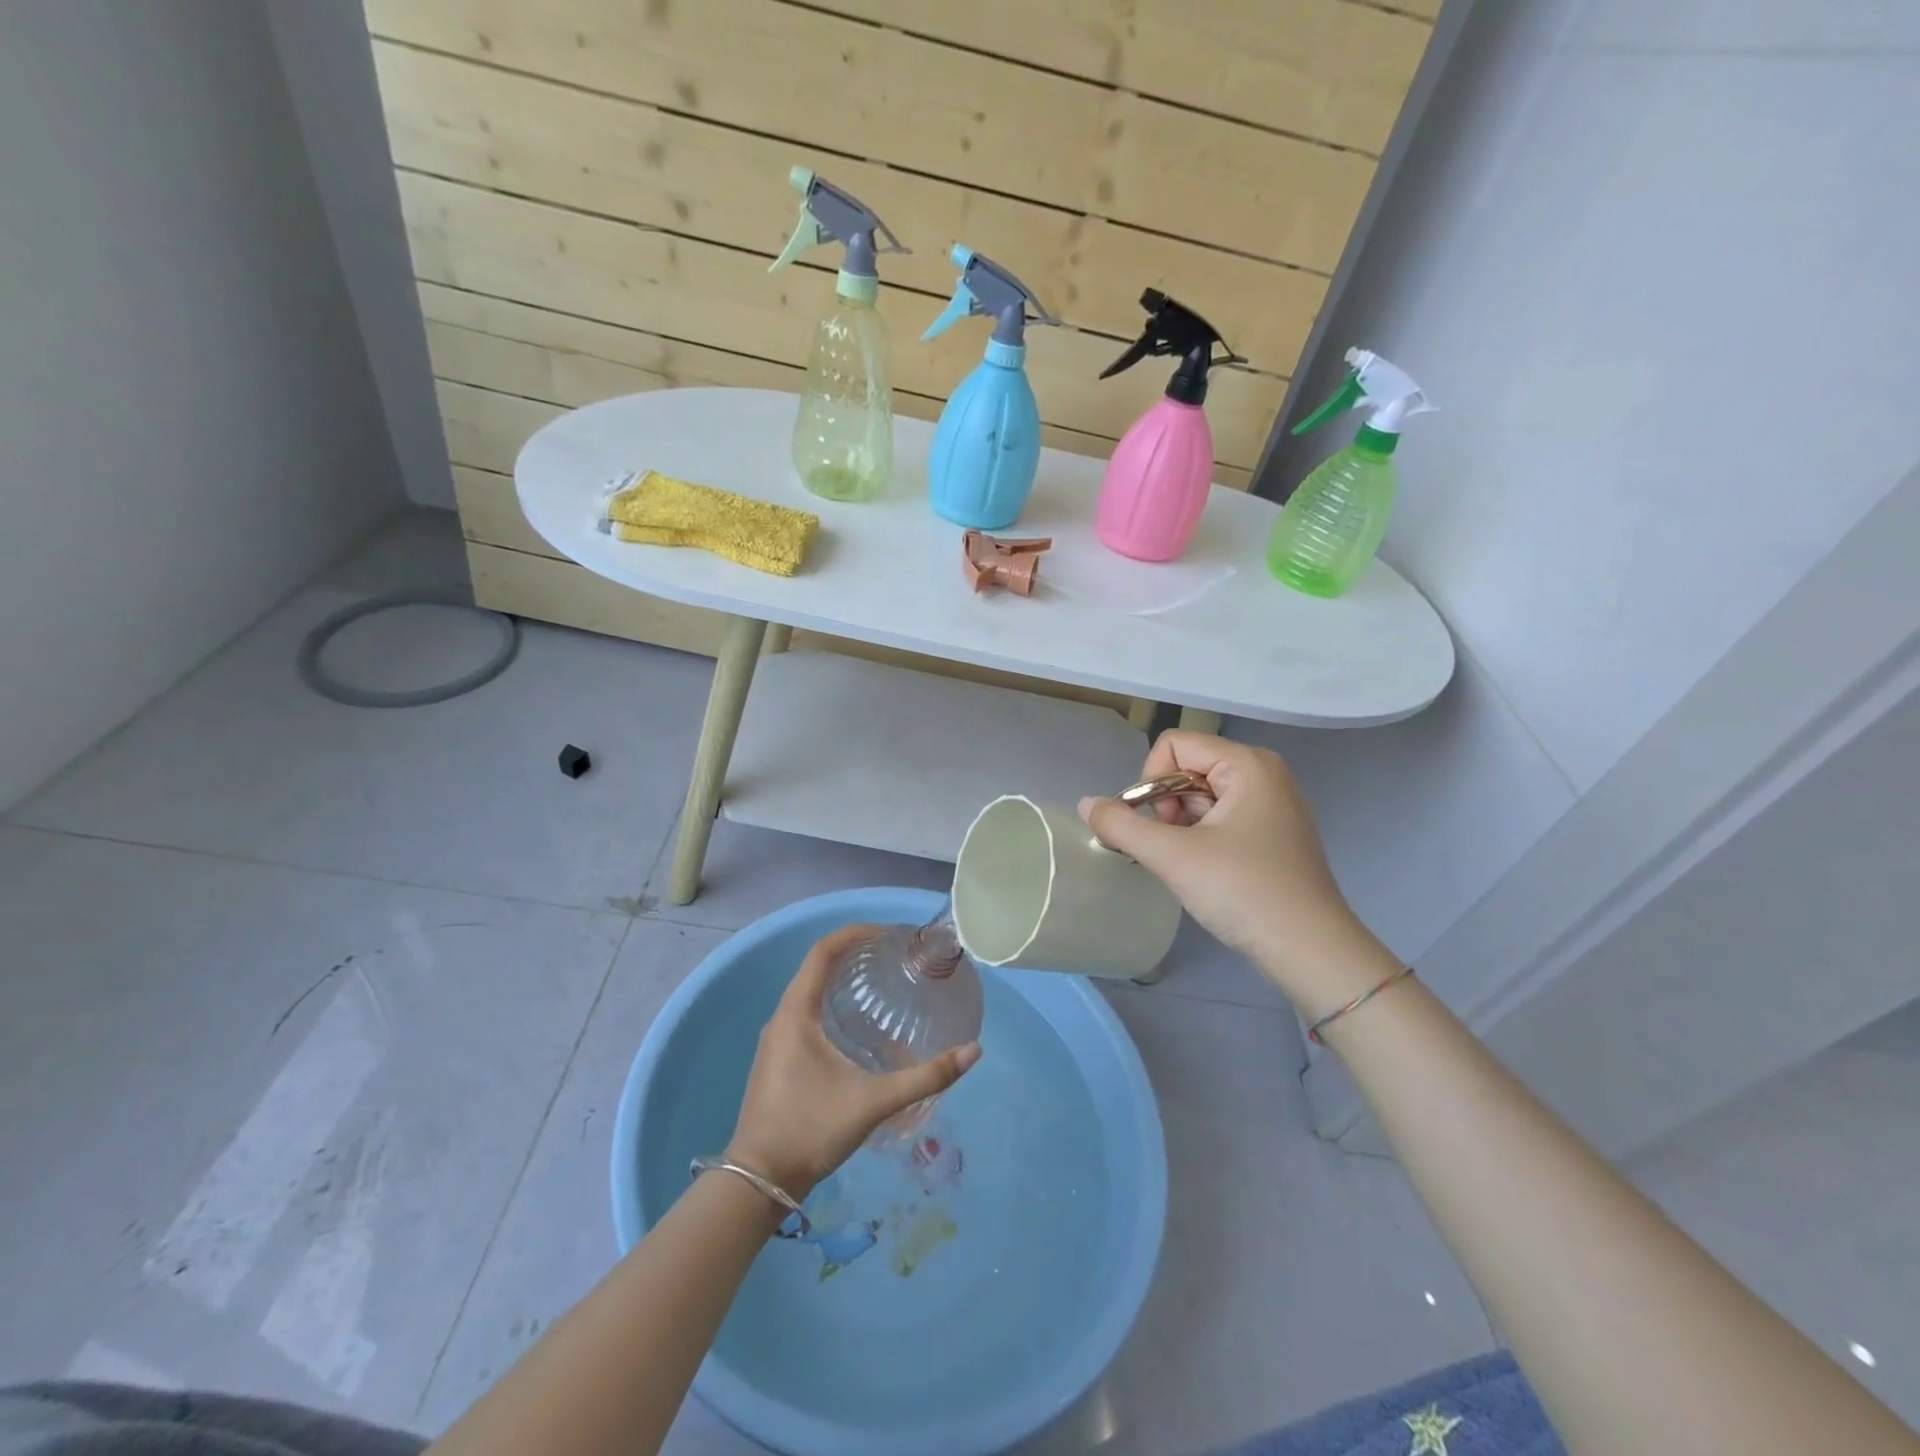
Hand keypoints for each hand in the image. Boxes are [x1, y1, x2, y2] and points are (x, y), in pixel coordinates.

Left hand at [725, 924, 981, 1201]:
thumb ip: (924, 1078)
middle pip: (816, 967)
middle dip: (852, 953)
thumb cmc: (811, 1130)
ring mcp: (777, 1039)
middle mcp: (782, 1017)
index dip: (853, 933)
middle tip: (891, 955)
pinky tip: (858, 1026)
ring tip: (880, 982)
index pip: (822, 952)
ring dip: (841, 978)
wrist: (759, 1182)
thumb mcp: (873, 1101)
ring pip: (810, 992)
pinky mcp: (779, 1058)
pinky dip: (832, 1003)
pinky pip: (806, 1013)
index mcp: (796, 1013)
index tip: (886, 933)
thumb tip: (972, 1052)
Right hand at [1079, 732, 1393, 1013]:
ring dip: (1180, 826)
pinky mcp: (1272, 832)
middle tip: (1171, 849)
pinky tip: (1203, 870)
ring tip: (1186, 865)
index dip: (1150, 781)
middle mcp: (1263, 773)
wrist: (1311, 951)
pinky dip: (1200, 837)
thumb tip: (1085, 803)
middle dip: (1165, 806)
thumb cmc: (1244, 892)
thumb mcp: (1173, 857)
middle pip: (1186, 768)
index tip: (1155, 826)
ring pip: (1200, 796)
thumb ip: (1122, 826)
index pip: (1173, 745)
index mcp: (1247, 764)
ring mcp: (1271, 804)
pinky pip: (1220, 817)